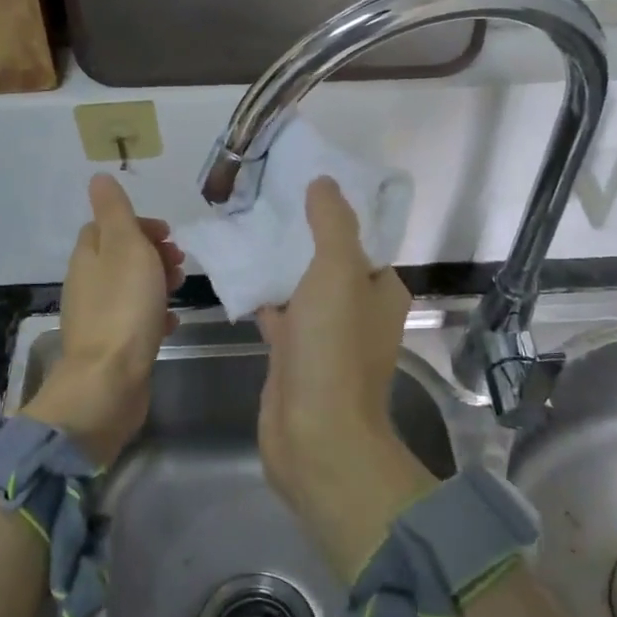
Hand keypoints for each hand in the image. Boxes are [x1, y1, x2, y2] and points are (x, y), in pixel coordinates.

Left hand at [26, 174, 182, 465]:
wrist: (110, 381)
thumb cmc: (123, 307)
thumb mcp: (124, 247)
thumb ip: (115, 211)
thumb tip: (98, 177)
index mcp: (88, 257)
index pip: (106, 226)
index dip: (138, 224)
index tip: (168, 234)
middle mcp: (87, 284)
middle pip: (120, 256)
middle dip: (152, 253)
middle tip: (179, 262)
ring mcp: (98, 317)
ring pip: (130, 287)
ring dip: (156, 282)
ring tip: (180, 289)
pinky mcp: (112, 346)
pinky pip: (135, 320)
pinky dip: (154, 315)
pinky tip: (171, 323)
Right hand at [256, 177, 434, 580]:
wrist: (315, 435)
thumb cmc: (334, 348)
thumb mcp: (338, 271)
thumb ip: (331, 223)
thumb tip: (324, 181)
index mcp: (381, 289)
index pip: (363, 239)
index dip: (336, 212)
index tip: (303, 184)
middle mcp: (358, 310)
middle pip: (329, 261)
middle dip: (301, 235)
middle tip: (265, 201)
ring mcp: (325, 335)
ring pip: (301, 288)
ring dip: (279, 264)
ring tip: (245, 227)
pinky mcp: (294, 356)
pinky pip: (279, 314)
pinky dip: (261, 296)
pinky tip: (235, 274)